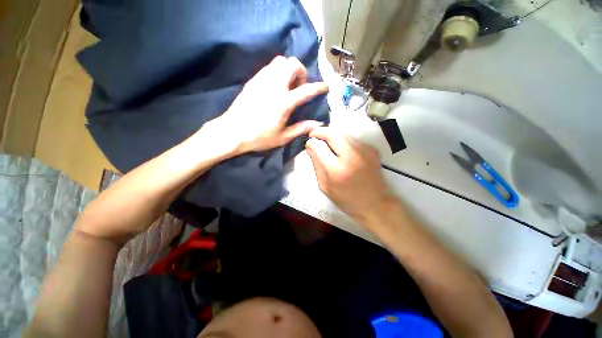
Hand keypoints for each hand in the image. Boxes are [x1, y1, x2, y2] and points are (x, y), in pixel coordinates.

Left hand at [211, 56, 327, 153]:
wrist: (232, 132)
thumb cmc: (259, 137)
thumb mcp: (283, 137)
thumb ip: (301, 128)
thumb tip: (317, 124)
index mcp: (283, 103)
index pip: (306, 90)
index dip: (318, 87)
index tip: (325, 86)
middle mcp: (274, 86)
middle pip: (292, 63)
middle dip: (301, 71)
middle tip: (300, 86)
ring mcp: (262, 81)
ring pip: (279, 61)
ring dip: (288, 69)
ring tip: (288, 85)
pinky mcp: (253, 80)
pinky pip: (268, 67)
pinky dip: (277, 71)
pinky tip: (276, 85)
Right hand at [305, 127, 391, 221]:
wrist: (374, 203)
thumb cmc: (346, 198)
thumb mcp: (325, 185)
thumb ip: (316, 164)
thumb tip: (310, 146)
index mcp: (337, 169)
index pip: (320, 146)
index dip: (312, 141)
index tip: (309, 142)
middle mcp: (352, 155)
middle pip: (333, 133)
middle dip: (321, 132)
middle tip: (315, 136)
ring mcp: (365, 150)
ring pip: (343, 133)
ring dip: (333, 136)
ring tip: (328, 144)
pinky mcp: (372, 149)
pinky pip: (352, 139)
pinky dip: (343, 141)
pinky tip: (342, 150)